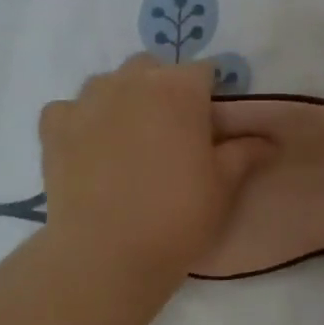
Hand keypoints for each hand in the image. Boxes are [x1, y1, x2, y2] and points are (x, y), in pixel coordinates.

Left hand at [38, 56, 274, 295]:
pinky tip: (87, 148)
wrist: (106, 255)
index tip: (209, 126)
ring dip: (121, 99)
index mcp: (179, 88)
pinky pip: (68, 109)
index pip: (203, 71)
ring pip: (108, 83)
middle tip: (169, 132)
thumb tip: (269, 140)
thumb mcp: (223, 185)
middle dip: (162, 89)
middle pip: (152, 68)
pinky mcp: (54, 126)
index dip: (208, 96)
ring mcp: (88, 100)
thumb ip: (245, 152)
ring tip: (126, 139)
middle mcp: (132, 81)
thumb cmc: (177, 216)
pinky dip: (79, 121)